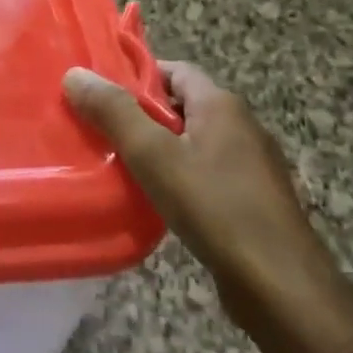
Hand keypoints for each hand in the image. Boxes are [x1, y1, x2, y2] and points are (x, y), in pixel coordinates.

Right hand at [64, 59, 352, 352]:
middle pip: (182, 105)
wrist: (277, 282)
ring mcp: (250, 164)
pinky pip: (204, 170)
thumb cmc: (213, 206)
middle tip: (98, 128)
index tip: (99, 92)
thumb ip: (114, 112)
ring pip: (192, 140)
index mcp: (221, 105)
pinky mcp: (251, 197)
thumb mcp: (152, 154)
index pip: (175, 70)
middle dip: (141, 113)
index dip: (137, 75)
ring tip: (117, 162)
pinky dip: (176, 174)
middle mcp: (241, 126)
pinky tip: (153, 196)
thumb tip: (75, 74)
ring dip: (157, 146)